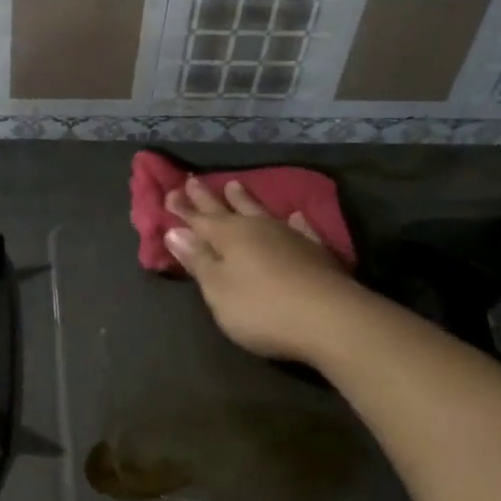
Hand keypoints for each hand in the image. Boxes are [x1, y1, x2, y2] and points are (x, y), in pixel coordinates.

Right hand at [164, 177, 366, 364]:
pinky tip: (294, 216)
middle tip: (194, 180)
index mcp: (228, 236)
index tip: (168, 192)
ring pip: (261, 212)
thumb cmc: (262, 308)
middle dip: (208, 198)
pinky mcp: (316, 252)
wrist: (331, 319)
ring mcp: (289, 237)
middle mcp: (257, 228)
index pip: (198, 219)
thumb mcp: (218, 289)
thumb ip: (198, 260)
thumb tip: (174, 232)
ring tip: (234, 184)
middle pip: (227, 210)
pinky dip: (294, 221)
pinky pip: (301, 228)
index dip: (182, 209)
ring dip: (246, 199)